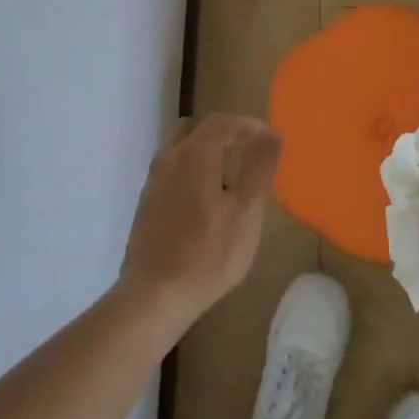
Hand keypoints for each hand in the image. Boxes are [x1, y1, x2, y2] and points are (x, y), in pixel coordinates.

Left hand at [120, 114, 281, 328]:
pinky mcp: (146, 205)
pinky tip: (205, 202)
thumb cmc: (208, 253)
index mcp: (194, 153)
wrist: (153, 297)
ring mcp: (153, 182)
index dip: (248, 124)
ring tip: (230, 177)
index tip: (269, 139)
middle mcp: (169, 158)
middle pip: (198, 129)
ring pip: (182, 150)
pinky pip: (173, 172)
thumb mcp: (246, 211)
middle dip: (226, 133)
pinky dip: (192, 172)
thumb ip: (260, 167)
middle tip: (250, 152)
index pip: (223, 121)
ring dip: (207, 152)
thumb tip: (272, 133)